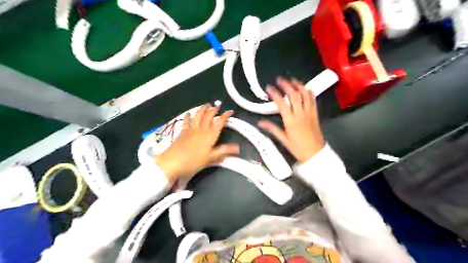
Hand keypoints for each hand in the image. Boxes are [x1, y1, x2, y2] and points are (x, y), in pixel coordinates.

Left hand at [155, 104, 239, 181]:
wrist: (173, 162)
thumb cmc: (193, 161)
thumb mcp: (211, 158)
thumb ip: (224, 151)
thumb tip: (238, 148)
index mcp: (210, 136)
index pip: (219, 123)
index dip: (225, 116)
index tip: (230, 111)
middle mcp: (201, 130)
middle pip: (208, 116)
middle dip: (214, 110)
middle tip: (217, 106)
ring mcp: (191, 130)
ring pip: (198, 116)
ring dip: (202, 109)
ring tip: (206, 105)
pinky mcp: (182, 132)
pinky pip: (187, 121)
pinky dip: (189, 116)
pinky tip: (189, 113)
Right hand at [256, 77, 326, 162]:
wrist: (315, 153)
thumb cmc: (298, 148)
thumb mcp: (283, 140)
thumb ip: (272, 129)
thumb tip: (260, 122)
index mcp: (291, 121)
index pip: (281, 103)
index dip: (274, 94)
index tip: (269, 88)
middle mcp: (300, 114)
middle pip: (294, 95)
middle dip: (286, 85)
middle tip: (280, 79)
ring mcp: (309, 112)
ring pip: (305, 94)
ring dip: (298, 85)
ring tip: (292, 80)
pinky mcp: (315, 113)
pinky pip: (313, 99)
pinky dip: (309, 91)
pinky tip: (305, 88)